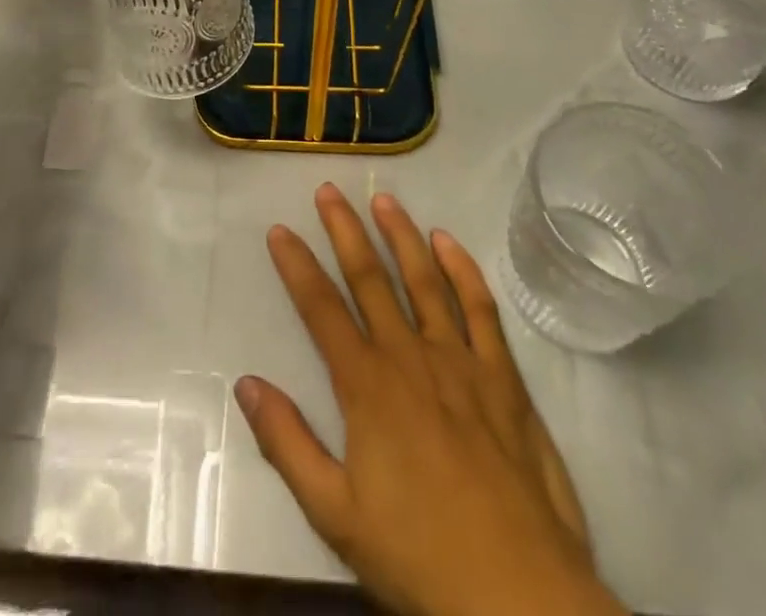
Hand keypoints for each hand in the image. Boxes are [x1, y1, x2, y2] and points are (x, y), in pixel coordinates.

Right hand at [238, 186, 622, 615]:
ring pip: (425, 281)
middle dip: (345, 231)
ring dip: (402, 236)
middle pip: (371, 279)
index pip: (321, 309)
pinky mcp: (503, 378)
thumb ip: (288, 443)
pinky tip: (449, 243)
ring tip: (384, 199)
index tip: (280, 230)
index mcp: (367, 386)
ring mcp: (461, 362)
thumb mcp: (335, 514)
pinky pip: (480, 309)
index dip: (297, 266)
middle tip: (329, 190)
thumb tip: (246, 384)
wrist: (519, 596)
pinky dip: (463, 271)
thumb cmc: (419, 557)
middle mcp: (410, 357)